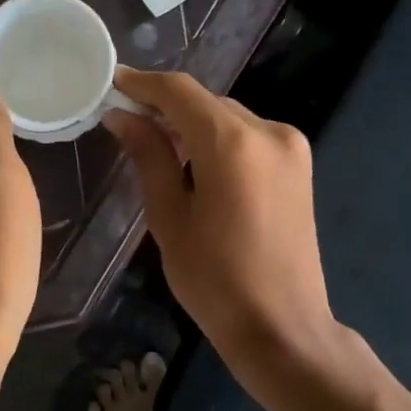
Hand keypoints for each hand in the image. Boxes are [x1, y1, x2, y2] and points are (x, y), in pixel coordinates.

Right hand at [106, 68, 334, 374]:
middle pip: (206, 103)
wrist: (283, 327)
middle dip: (165, 106)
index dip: (142, 84)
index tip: (111, 83)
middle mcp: (269, 132)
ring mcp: (291, 147)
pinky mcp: (299, 166)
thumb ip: (149, 158)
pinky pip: (248, 137)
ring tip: (154, 143)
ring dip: (191, 124)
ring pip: (228, 118)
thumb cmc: (215, 281)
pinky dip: (217, 140)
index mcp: (233, 143)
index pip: (180, 92)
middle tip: (125, 120)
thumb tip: (122, 117)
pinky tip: (193, 162)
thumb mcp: (170, 218)